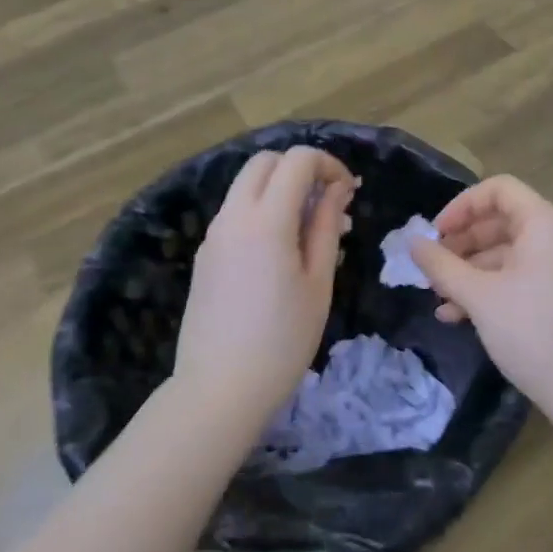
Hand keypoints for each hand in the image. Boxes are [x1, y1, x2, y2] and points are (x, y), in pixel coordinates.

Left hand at [175, 146, 355, 425]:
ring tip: (308, 227)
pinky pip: (235, 212)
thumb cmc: (282, 341)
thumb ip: (326, 226)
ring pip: (246, 184)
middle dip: (300, 167)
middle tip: (327, 199)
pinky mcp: (205, 254)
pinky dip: (260, 209)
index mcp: (266, 221)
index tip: (348, 191)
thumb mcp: (318, 282)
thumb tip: (337, 188)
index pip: (297, 160)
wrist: (218, 391)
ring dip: (279, 187)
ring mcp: (213, 234)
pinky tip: (280, 249)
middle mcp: (233, 216)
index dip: (328, 164)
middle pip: (265, 161)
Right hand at [411, 175, 552, 408]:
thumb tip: (413, 243)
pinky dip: (487, 287)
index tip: (436, 233)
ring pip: (505, 252)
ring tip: (437, 295)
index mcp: (544, 222)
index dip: (462, 206)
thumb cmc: (531, 330)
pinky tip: (455, 315)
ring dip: (468, 269)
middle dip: (461, 242)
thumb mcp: (479, 295)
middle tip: (431, 266)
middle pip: (500, 220)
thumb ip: (442, 265)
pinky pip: (516, 275)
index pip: (499, 189)